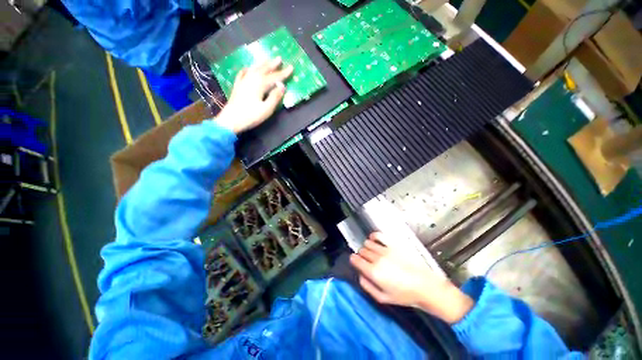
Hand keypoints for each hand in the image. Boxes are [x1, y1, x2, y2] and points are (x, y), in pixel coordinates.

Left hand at [215, 57, 293, 133]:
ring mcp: (243, 81)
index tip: (291, 67)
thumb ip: (275, 97)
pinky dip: (247, 69)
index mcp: (260, 84)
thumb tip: (282, 86)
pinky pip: (243, 74)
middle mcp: (251, 79)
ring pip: (254, 69)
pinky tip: (247, 68)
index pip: (275, 77)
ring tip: (267, 60)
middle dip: (272, 64)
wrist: (230, 120)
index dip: (283, 73)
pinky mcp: (237, 86)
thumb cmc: (251, 116)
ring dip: (261, 64)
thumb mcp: (266, 109)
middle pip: (263, 69)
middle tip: (279, 58)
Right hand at [349, 232, 473, 323]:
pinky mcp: (393, 245)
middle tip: (367, 260)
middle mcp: (377, 259)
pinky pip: (378, 235)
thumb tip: (360, 276)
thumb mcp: (383, 298)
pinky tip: (374, 239)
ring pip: (368, 243)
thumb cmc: (405, 295)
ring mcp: (385, 250)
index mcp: (373, 272)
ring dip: (367, 247)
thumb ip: (368, 286)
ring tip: (372, 252)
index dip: (353, 259)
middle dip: (362, 255)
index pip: (356, 259)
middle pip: (362, 251)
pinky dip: (374, 236)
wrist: (425, 286)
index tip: (355, 261)